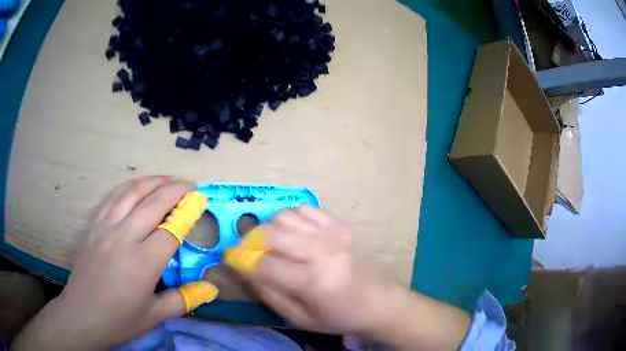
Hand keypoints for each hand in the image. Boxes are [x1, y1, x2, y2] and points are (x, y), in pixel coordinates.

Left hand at [13, 176, 216, 350]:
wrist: (82, 314)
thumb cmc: (120, 319)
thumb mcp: (155, 316)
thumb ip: (183, 300)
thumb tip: (211, 289)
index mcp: (142, 264)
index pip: (170, 231)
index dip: (187, 214)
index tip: (200, 201)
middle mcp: (124, 238)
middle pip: (153, 203)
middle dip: (175, 189)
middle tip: (190, 185)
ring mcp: (106, 228)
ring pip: (132, 193)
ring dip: (152, 181)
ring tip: (167, 179)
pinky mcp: (94, 225)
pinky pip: (113, 198)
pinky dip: (130, 187)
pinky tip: (138, 187)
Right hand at [232, 205, 389, 333]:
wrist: (375, 300)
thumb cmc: (337, 315)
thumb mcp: (300, 318)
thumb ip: (270, 295)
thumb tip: (245, 272)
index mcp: (313, 281)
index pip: (265, 266)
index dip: (242, 261)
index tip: (232, 260)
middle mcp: (321, 252)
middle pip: (272, 234)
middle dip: (252, 241)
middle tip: (250, 251)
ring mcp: (332, 234)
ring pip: (285, 216)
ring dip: (270, 228)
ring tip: (272, 244)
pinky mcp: (338, 225)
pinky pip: (304, 208)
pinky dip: (291, 217)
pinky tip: (294, 233)